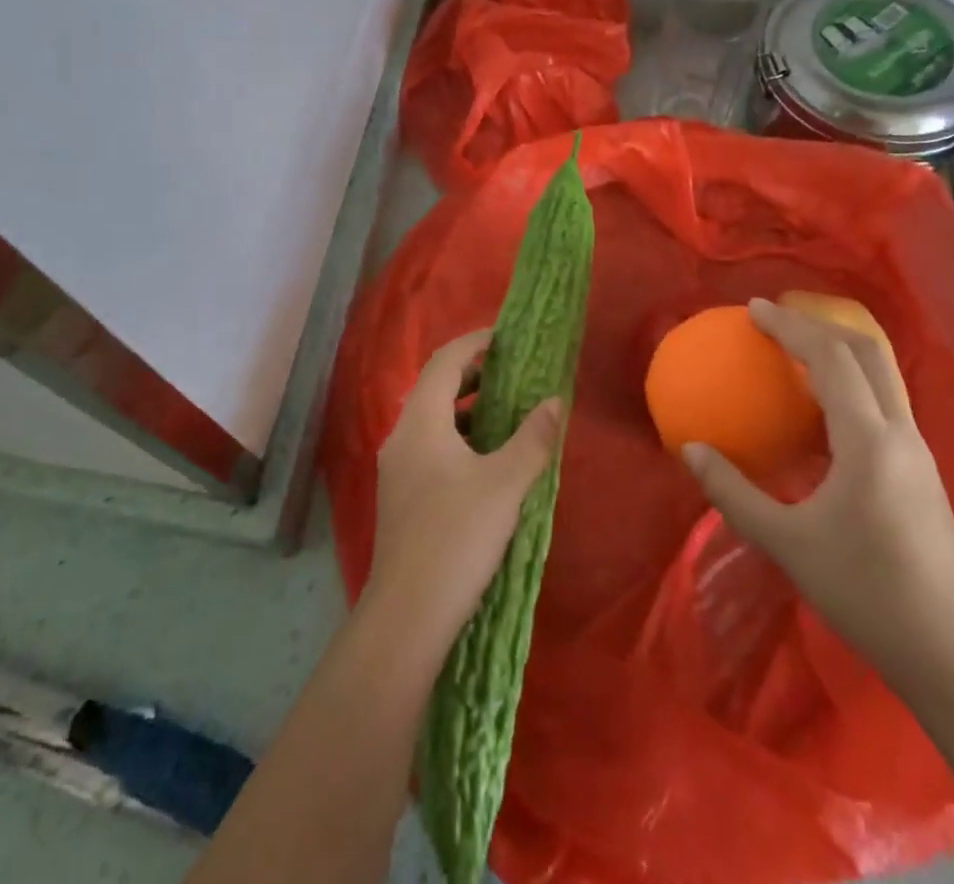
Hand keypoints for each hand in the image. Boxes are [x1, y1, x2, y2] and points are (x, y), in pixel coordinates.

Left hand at [365, 330, 564, 655]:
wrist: (408, 615)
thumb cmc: (457, 537)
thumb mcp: (505, 484)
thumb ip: (533, 439)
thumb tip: (555, 402)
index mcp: (421, 422)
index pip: (444, 361)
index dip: (474, 343)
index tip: (506, 338)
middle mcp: (402, 436)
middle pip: (435, 387)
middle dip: (474, 374)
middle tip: (514, 373)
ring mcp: (397, 468)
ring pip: (433, 420)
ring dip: (468, 408)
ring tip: (507, 413)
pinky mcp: (402, 495)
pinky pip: (431, 446)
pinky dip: (459, 437)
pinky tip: (487, 460)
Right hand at [683, 297, 953, 699]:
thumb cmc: (867, 594)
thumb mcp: (787, 543)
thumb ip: (733, 492)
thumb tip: (690, 450)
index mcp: (869, 440)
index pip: (831, 359)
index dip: (791, 326)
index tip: (753, 309)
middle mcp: (901, 434)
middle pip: (869, 352)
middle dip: (822, 323)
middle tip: (777, 318)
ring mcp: (918, 453)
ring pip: (883, 376)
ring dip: (840, 350)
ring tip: (796, 352)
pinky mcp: (922, 474)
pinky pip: (884, 404)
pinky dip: (850, 383)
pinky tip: (821, 410)